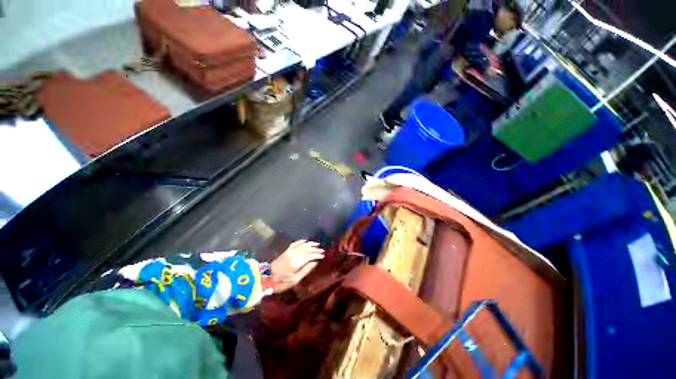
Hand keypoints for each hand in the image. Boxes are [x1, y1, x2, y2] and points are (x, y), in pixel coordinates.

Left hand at [270, 240, 324, 292]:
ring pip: (302, 245)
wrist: (265, 278)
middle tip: (321, 250)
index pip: (310, 255)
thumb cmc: (281, 282)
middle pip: (307, 249)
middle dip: (315, 249)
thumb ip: (306, 270)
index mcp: (297, 262)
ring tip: (316, 244)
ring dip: (310, 244)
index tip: (323, 255)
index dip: (317, 255)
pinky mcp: (286, 251)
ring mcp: (290, 251)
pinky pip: (295, 243)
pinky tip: (305, 241)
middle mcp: (294, 254)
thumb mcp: (295, 280)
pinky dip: (301, 241)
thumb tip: (315, 263)